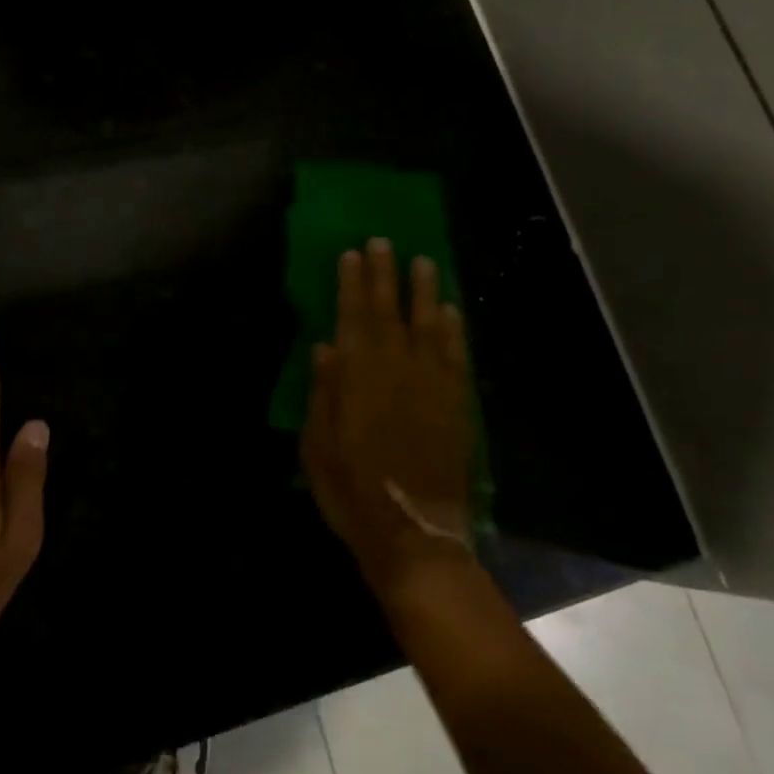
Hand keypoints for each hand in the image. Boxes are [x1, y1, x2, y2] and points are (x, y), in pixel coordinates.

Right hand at [301, 239, 473, 599]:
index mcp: (358, 378)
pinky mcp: (456, 403)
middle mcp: (396, 370)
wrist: (414, 531)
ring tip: (423, 262)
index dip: (352, 283)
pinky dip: (453, 330)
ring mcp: (431, 384)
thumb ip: (323, 392)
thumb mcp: (318, 447)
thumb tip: (325, 346)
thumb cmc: (353, 492)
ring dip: (424, 291)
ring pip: (428, 325)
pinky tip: (450, 310)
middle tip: (384, 241)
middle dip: (385, 275)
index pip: (354, 317)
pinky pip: (455, 356)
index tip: (352, 253)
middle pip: (389, 312)